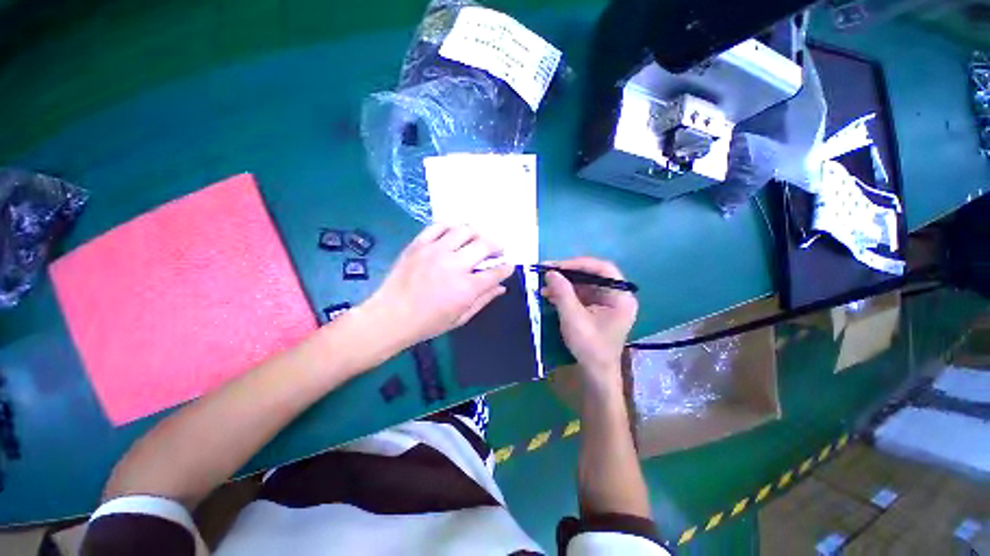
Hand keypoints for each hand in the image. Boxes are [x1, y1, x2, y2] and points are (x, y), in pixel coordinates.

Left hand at [363, 224, 513, 349]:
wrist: (390, 317)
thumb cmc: (427, 323)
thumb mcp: (460, 318)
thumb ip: (483, 300)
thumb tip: (501, 287)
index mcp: (466, 288)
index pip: (496, 272)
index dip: (506, 268)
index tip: (508, 266)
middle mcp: (454, 265)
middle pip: (485, 245)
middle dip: (497, 247)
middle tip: (497, 251)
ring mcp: (435, 251)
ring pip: (465, 230)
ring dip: (477, 234)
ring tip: (477, 241)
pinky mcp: (419, 244)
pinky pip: (439, 226)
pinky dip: (451, 227)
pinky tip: (454, 234)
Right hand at [542, 257, 637, 392]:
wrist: (595, 374)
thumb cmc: (590, 347)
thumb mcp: (574, 318)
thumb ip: (562, 293)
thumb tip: (550, 272)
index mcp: (620, 296)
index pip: (602, 268)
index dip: (579, 263)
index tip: (557, 266)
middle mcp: (616, 295)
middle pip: (592, 275)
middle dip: (567, 273)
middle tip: (546, 271)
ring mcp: (605, 302)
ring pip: (583, 284)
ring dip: (563, 283)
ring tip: (543, 284)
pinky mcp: (595, 309)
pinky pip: (580, 294)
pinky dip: (564, 293)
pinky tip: (549, 294)